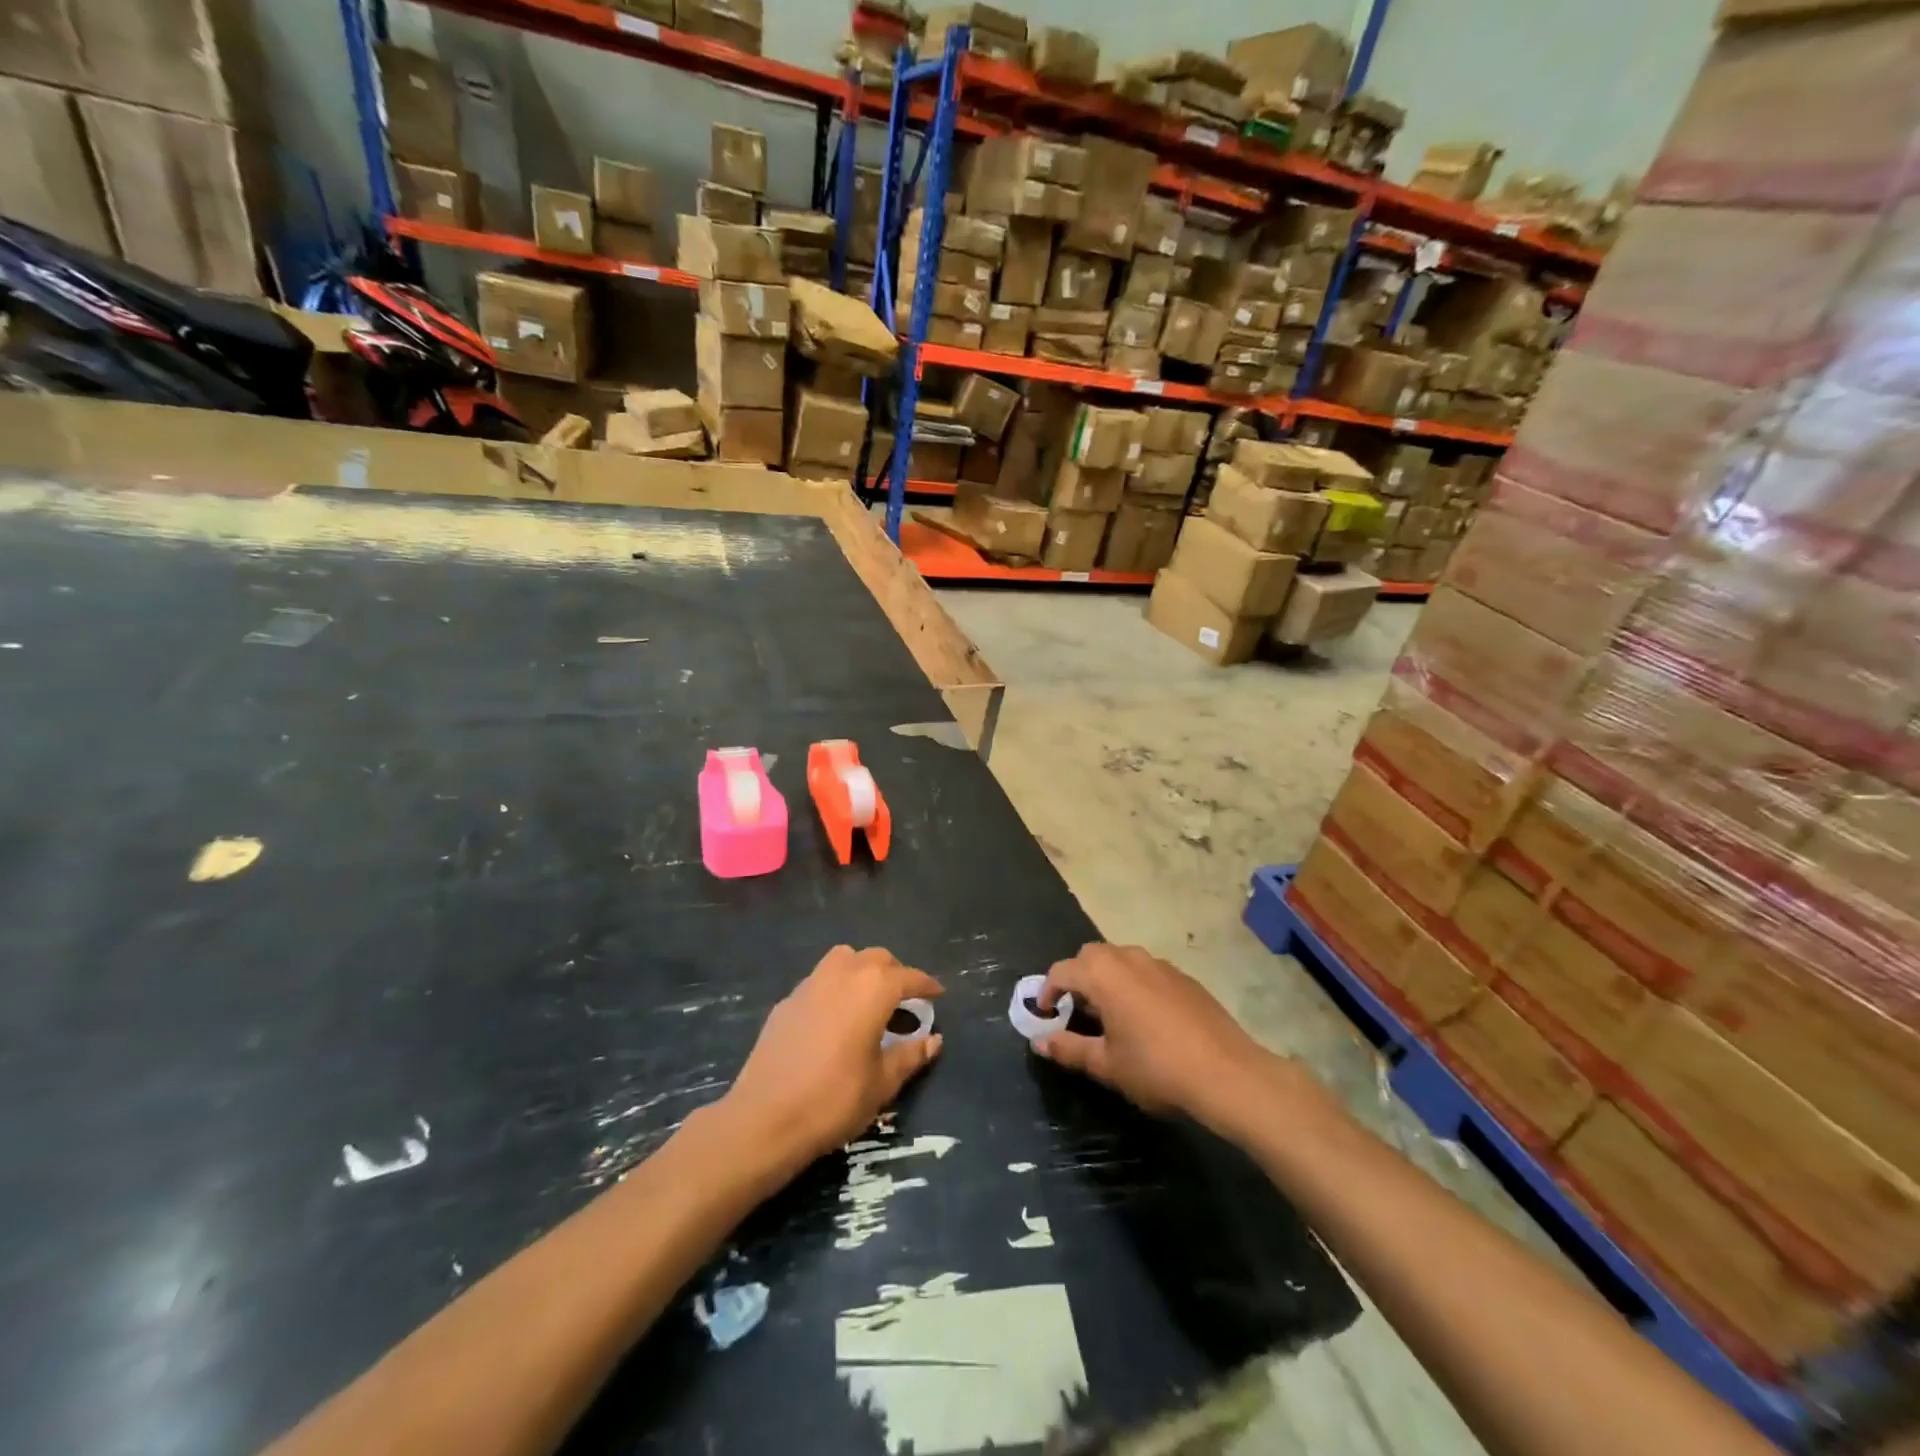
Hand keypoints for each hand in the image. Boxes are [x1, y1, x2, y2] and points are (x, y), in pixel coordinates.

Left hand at [720, 946, 943, 1176]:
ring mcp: (810, 984)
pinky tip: (835, 1018)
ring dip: (862, 970)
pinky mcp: (786, 1001)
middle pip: (876, 958)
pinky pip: (819, 980)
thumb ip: (910, 1055)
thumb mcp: (882, 1083)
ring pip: (844, 959)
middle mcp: (842, 974)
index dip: (925, 984)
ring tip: (869, 1000)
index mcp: (872, 989)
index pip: (908, 977)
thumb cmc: (834, 1099)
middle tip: (905, 999)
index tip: (937, 993)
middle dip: (895, 972)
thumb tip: (934, 1040)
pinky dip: (835, 987)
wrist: (765, 1118)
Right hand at [1033, 943, 1282, 1133]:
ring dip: (1106, 978)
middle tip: (1075, 1011)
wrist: (1227, 1073)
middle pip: (1090, 956)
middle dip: (1077, 977)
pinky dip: (1134, 984)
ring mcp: (1160, 964)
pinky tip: (1145, 1018)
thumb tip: (1039, 1042)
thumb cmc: (1156, 1068)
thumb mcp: (1106, 1064)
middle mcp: (1128, 958)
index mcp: (1103, 974)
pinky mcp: (1184, 977)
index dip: (1047, 991)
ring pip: (1120, 959)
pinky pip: (1146, 971)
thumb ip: (1069, 1049)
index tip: (1044, 1015)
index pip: (1062, 971)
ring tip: (1108, 1014)